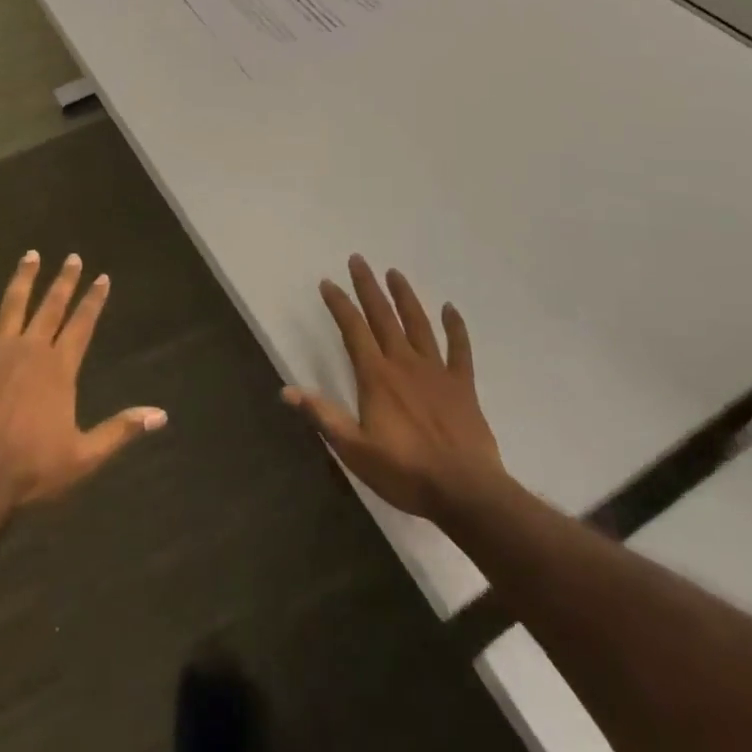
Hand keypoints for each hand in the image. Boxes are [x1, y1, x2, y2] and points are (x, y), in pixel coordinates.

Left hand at [0, 250, 166, 510]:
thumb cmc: (31, 469)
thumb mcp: (84, 456)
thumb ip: (121, 430)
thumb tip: (161, 414)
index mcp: (59, 368)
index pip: (82, 324)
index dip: (93, 300)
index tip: (102, 276)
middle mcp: (31, 350)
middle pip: (51, 307)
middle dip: (64, 281)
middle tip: (72, 257)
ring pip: (12, 306)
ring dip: (22, 279)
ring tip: (30, 255)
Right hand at [284, 255, 511, 523]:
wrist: (465, 491)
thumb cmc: (405, 472)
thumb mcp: (354, 450)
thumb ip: (322, 416)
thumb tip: (286, 390)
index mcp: (377, 377)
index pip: (353, 330)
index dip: (339, 304)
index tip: (327, 282)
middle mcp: (404, 363)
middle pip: (383, 316)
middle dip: (368, 287)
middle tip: (359, 259)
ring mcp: (436, 371)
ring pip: (418, 324)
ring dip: (405, 297)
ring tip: (395, 272)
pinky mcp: (462, 385)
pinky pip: (459, 349)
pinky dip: (455, 327)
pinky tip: (449, 308)